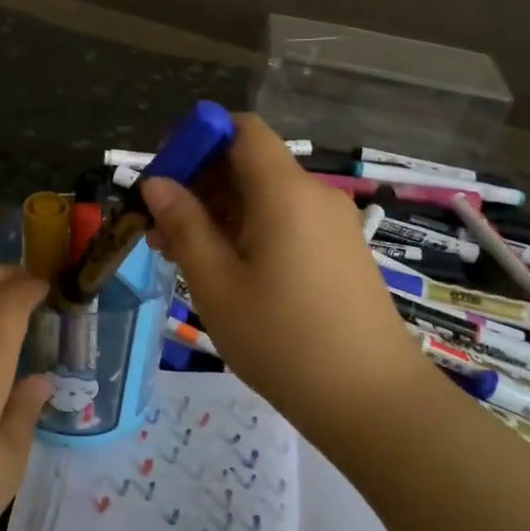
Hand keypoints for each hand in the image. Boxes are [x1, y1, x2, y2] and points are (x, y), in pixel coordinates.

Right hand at [142, 114, 418, 430]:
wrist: (373, 401)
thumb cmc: (283, 340)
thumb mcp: (217, 284)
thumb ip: (184, 225)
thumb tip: (156, 182)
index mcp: (284, 191)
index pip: (242, 129)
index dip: (199, 138)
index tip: (165, 176)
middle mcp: (314, 195)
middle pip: (250, 163)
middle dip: (201, 184)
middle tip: (162, 230)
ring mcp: (333, 224)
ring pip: (266, 196)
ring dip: (222, 212)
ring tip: (185, 257)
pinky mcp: (341, 251)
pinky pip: (288, 221)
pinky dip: (251, 230)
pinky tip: (229, 271)